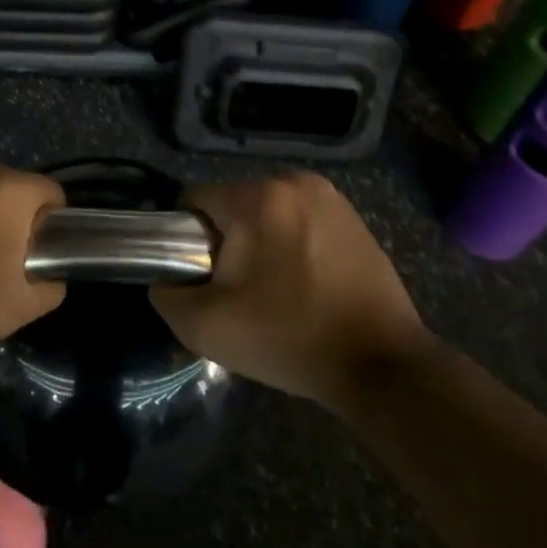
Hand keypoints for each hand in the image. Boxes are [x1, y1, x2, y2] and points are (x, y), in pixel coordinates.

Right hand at [152, 173, 432, 406]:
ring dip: (260, 242)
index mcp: (258, 197)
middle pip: (233, 204)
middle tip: (238, 291)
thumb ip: (167, 295)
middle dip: (227, 241)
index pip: (196, 200)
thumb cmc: (288, 338)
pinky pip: (300, 221)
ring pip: (268, 212)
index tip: (202, 277)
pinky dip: (292, 244)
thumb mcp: (206, 326)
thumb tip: (165, 280)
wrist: (381, 364)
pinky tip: (304, 283)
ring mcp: (330, 197)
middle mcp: (294, 182)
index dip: (187, 238)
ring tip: (274, 290)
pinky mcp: (354, 217)